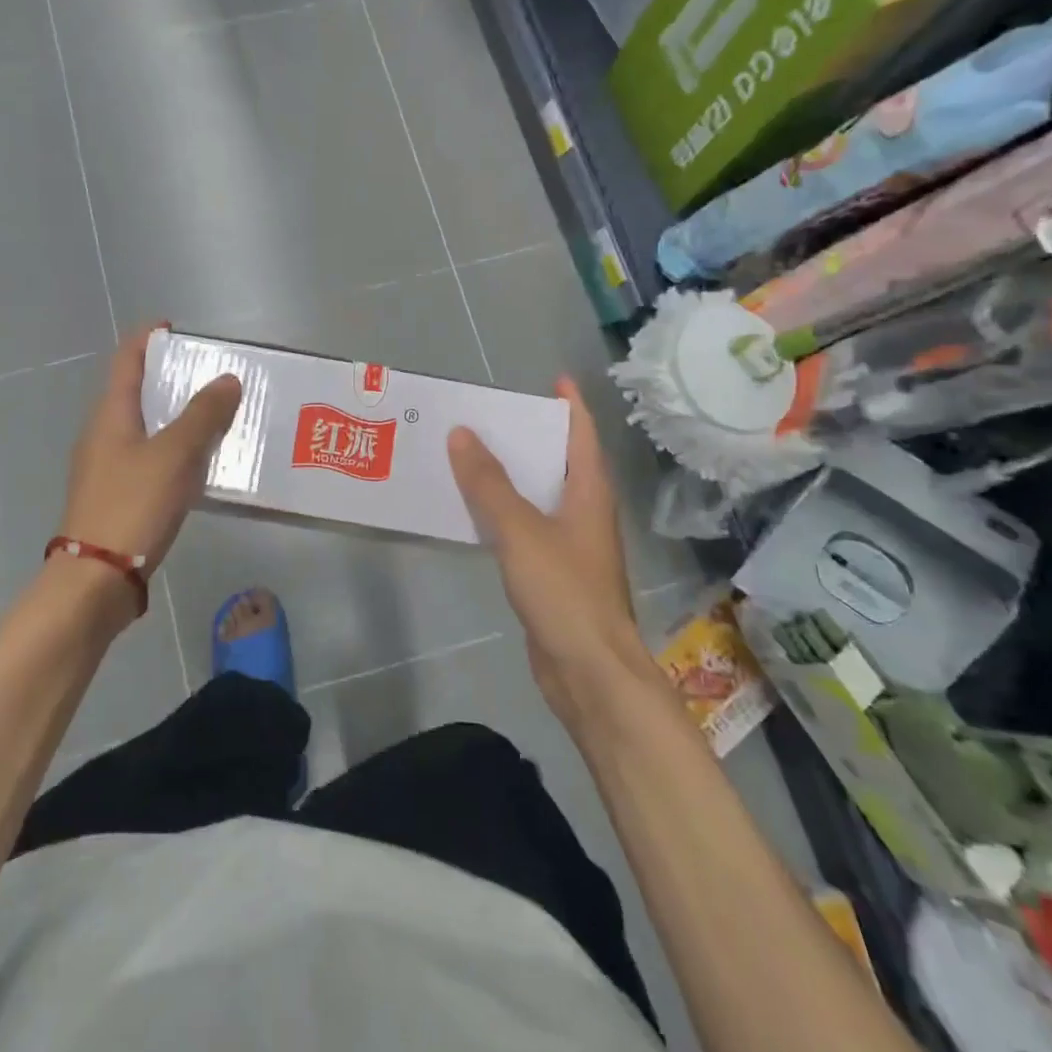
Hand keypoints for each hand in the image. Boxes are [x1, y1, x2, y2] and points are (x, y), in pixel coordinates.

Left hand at [57, 324, 241, 598]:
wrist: (97, 579)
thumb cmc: (133, 505)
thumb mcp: (175, 454)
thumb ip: (203, 415)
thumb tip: (227, 379)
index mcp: (110, 415)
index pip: (127, 360)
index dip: (148, 339)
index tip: (174, 327)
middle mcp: (103, 435)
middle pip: (135, 392)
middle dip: (168, 378)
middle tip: (209, 373)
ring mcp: (106, 468)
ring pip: (144, 428)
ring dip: (174, 416)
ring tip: (213, 414)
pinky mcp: (116, 496)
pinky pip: (148, 458)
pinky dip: (173, 449)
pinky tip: (198, 464)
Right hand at [448, 377, 649, 725]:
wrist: (589, 672)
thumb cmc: (564, 591)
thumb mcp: (521, 530)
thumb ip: (489, 483)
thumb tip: (462, 433)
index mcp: (589, 494)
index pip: (583, 436)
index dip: (571, 405)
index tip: (554, 380)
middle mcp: (585, 514)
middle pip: (561, 462)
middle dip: (532, 437)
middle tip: (491, 416)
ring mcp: (572, 546)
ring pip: (540, 497)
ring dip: (513, 475)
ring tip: (473, 455)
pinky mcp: (554, 574)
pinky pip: (526, 528)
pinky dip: (504, 512)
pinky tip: (476, 512)